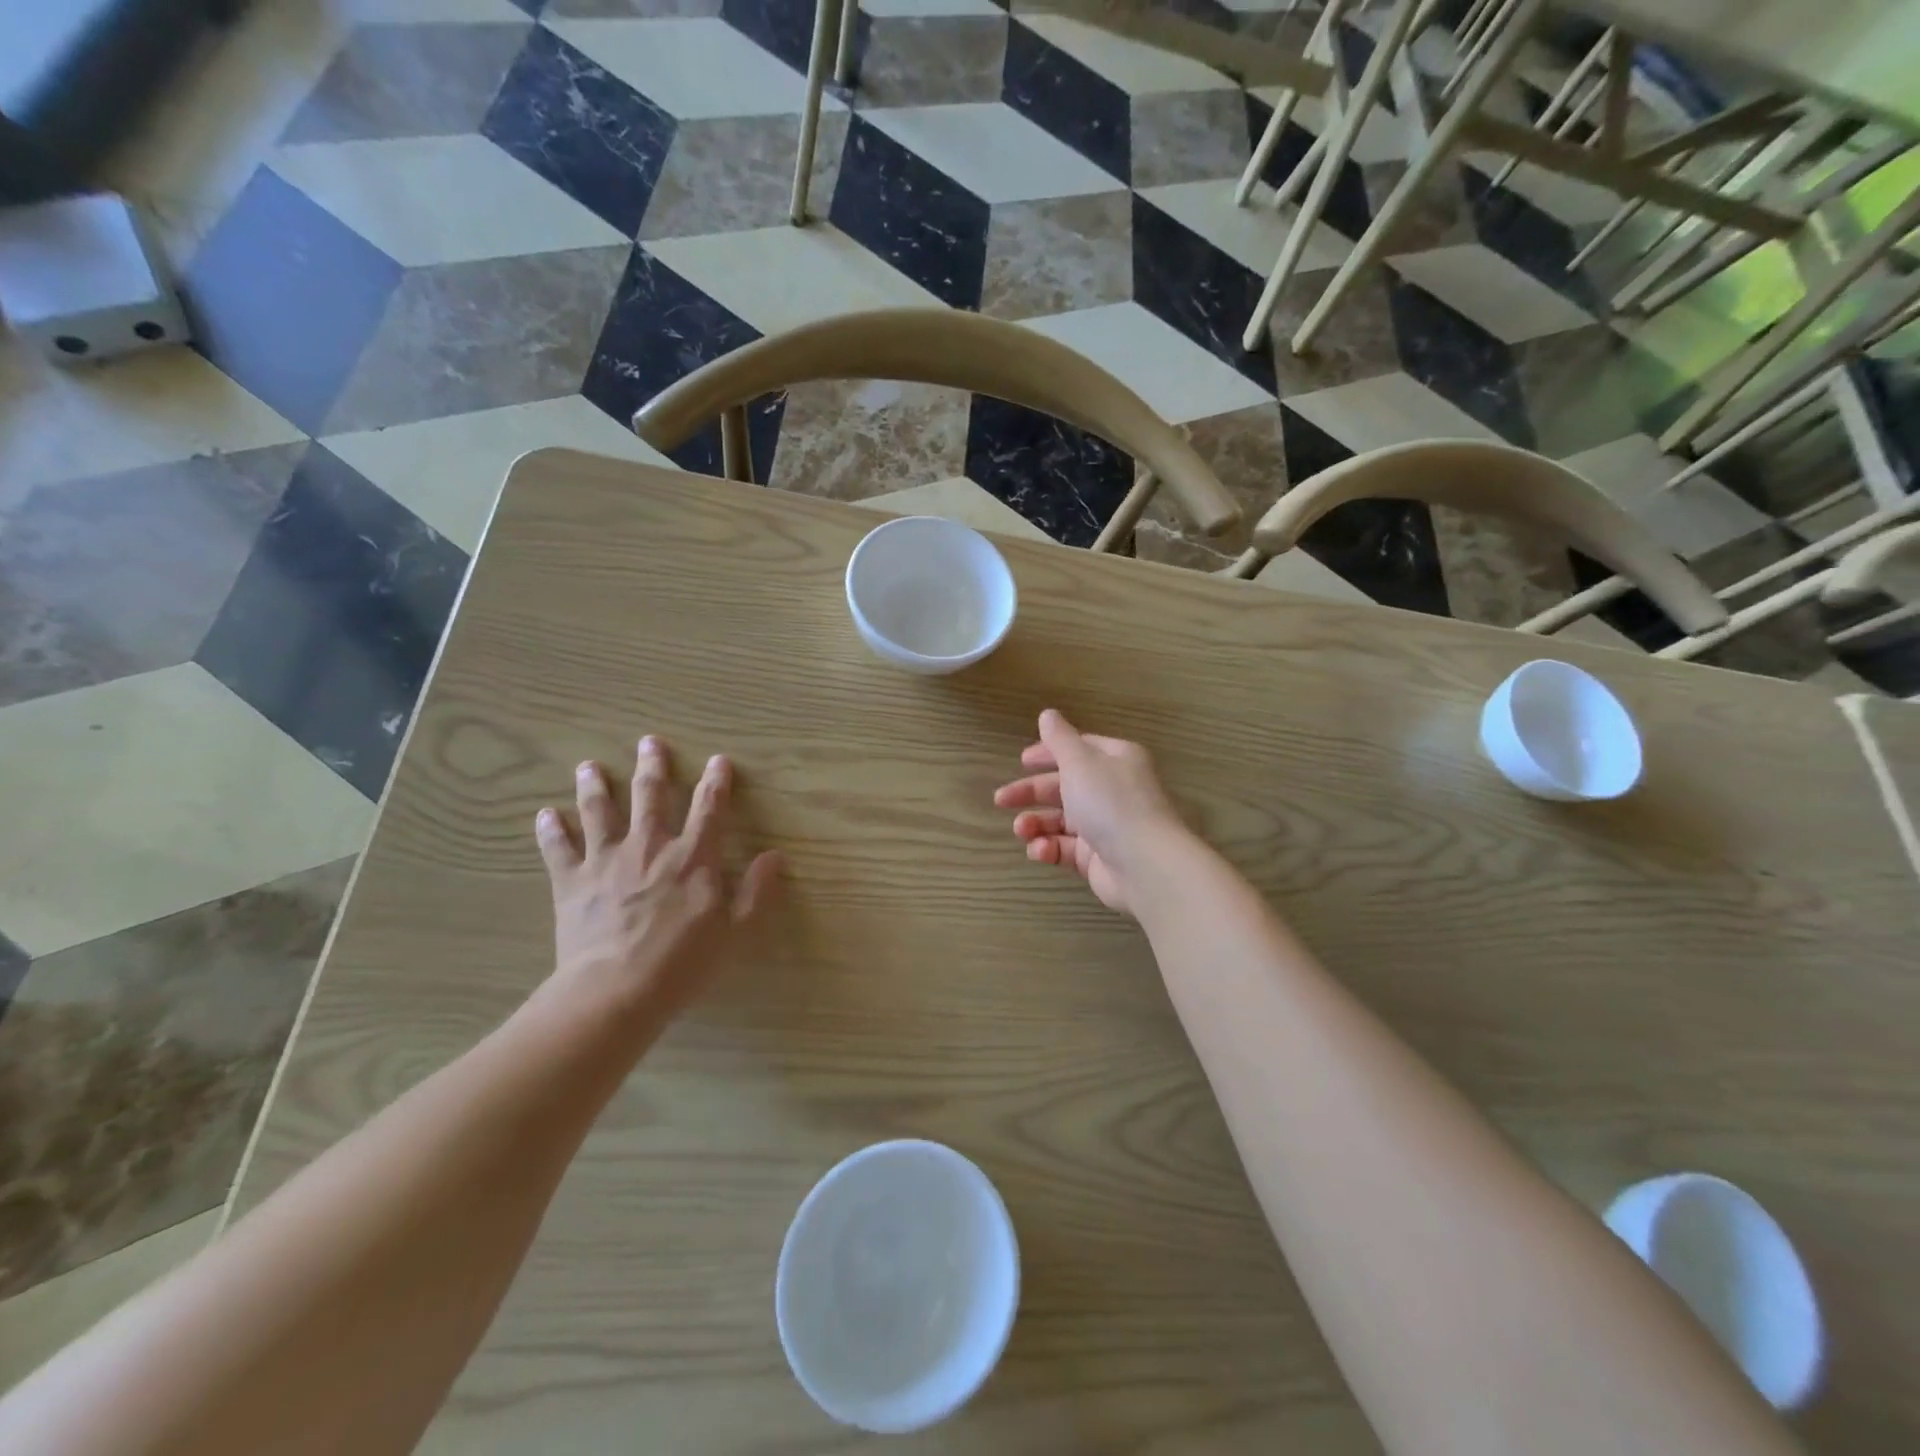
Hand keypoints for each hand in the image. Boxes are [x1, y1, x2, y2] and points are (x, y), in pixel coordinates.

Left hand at [535, 737, 781, 1019]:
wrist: (614, 991)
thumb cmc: (682, 963)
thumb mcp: (735, 931)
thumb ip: (756, 891)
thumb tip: (777, 856)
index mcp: (692, 857)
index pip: (710, 808)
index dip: (717, 782)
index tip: (719, 760)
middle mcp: (650, 847)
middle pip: (651, 796)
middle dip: (653, 767)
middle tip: (649, 742)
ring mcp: (606, 860)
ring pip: (599, 812)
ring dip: (595, 786)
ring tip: (588, 766)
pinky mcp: (572, 882)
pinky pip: (559, 849)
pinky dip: (551, 830)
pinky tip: (544, 815)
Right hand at [992, 709, 1189, 915]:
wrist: (1143, 864)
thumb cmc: (1110, 802)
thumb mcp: (1080, 762)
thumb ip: (1059, 739)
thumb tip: (1048, 714)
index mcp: (1115, 760)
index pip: (1079, 750)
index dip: (1049, 753)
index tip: (1022, 761)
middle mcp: (1112, 790)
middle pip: (1064, 786)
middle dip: (1031, 792)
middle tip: (1001, 800)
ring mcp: (1106, 826)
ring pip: (1061, 820)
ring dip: (1036, 823)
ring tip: (1021, 830)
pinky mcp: (1098, 858)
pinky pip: (1066, 848)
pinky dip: (1049, 848)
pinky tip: (1040, 850)